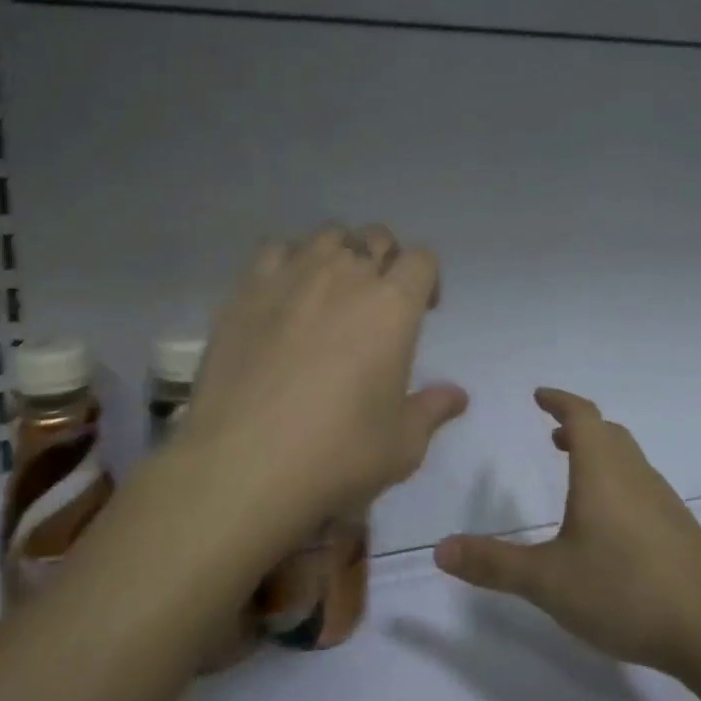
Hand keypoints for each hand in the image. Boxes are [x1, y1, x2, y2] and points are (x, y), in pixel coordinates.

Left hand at [175, 224, 468, 541]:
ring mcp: (290, 277)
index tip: (421, 311)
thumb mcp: (401, 445)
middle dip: (384, 260)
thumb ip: (431, 410)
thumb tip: (457, 396)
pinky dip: (288, 261)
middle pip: (375, 237)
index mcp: (392, 306)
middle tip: (377, 301)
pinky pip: (274, 250)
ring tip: (330, 291)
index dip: (426, 279)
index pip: (421, 260)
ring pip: (325, 235)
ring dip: (338, 254)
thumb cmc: (337, 454)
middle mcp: (344, 276)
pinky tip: (284, 296)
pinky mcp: (245, 291)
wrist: (243, 465)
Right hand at [433, 388, 700, 675]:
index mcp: (603, 473)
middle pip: (610, 434)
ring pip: (630, 460)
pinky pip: (643, 487)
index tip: (539, 395)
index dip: (560, 401)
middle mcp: (636, 476)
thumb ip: (493, 564)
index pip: (583, 417)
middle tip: (553, 437)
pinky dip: (618, 482)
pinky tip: (609, 524)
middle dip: (580, 428)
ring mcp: (663, 502)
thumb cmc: (624, 592)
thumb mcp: (547, 581)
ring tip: (576, 476)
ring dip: (601, 455)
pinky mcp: (679, 530)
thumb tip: (440, 549)